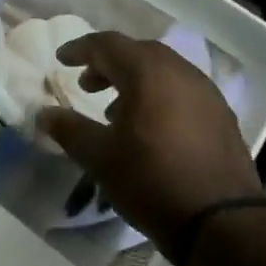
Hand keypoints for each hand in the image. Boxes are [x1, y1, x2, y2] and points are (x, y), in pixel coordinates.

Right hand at [38, 32, 260, 251]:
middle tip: (86, 84)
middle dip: (109, 64)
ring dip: (135, 82)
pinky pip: (182, 92)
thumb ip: (69, 130)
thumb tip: (44, 113)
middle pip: (139, 53)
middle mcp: (182, 73)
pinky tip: (148, 129)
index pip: (108, 45)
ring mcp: (207, 94)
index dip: (81, 49)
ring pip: (164, 72)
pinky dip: (158, 97)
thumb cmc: (151, 181)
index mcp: (149, 74)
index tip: (61, 60)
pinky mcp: (221, 117)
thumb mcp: (100, 157)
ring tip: (113, 110)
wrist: (220, 220)